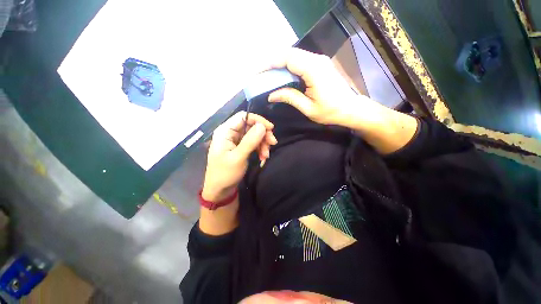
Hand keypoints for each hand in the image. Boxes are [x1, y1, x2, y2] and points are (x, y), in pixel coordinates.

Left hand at [202, 111, 276, 200]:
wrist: (220, 190)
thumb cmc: (225, 174)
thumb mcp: (238, 158)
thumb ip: (250, 141)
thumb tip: (262, 126)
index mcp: (225, 131)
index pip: (243, 117)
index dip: (258, 120)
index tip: (271, 128)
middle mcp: (230, 133)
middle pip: (251, 126)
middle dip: (263, 135)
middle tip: (273, 144)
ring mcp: (236, 141)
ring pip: (254, 135)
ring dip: (263, 144)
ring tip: (266, 156)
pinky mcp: (240, 148)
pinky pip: (253, 143)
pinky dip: (260, 149)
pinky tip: (263, 157)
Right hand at [267, 48, 359, 125]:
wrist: (350, 108)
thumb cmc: (330, 111)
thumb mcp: (308, 108)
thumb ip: (289, 97)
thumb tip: (271, 95)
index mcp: (314, 70)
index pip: (287, 58)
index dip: (270, 63)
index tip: (258, 73)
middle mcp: (316, 60)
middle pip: (289, 53)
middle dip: (272, 62)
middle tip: (261, 75)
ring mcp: (319, 60)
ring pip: (294, 55)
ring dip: (279, 64)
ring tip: (268, 75)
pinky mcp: (319, 64)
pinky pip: (300, 61)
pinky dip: (288, 66)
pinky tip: (282, 76)